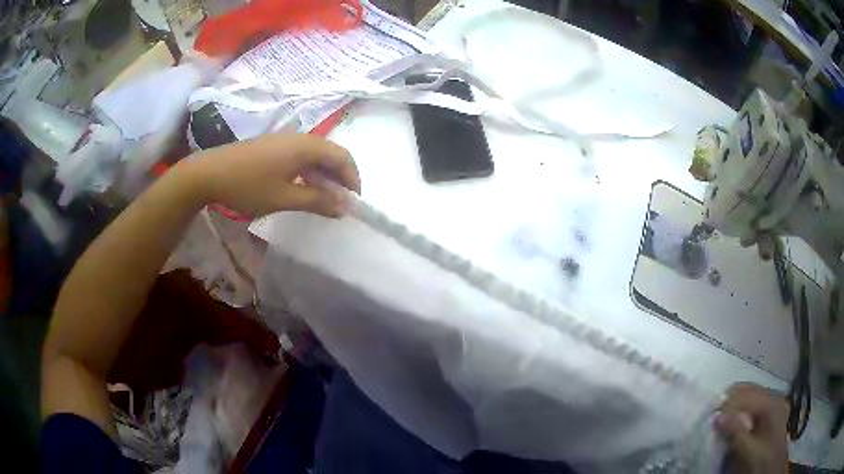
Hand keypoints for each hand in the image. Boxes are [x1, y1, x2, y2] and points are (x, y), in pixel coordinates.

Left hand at [187, 134, 360, 217]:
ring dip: (323, 176)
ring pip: (315, 155)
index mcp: (306, 146)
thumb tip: (345, 207)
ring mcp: (284, 140)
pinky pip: (300, 156)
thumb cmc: (248, 185)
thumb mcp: (284, 198)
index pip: (343, 157)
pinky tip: (300, 187)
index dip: (353, 178)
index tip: (353, 202)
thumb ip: (317, 201)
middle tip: (339, 203)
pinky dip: (308, 172)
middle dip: (339, 178)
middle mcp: (299, 138)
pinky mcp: (272, 146)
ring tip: (321, 199)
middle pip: (330, 154)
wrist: (209, 173)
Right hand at [714, 383, 788, 473]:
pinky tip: (733, 423)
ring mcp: (772, 403)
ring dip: (733, 406)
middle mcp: (772, 396)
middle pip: (746, 390)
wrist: (772, 469)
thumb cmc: (761, 461)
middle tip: (712, 419)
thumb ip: (735, 433)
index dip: (725, 404)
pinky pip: (752, 404)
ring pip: (748, 395)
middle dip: (728, 402)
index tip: (709, 419)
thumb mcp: (748, 451)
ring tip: (720, 422)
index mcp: (770, 402)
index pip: (743, 394)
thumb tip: (716, 416)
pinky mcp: (769, 412)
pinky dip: (739, 411)